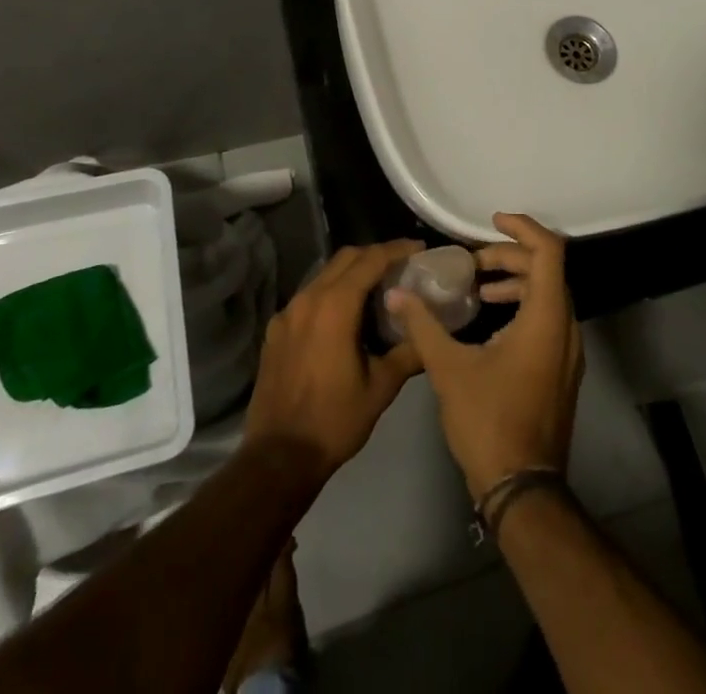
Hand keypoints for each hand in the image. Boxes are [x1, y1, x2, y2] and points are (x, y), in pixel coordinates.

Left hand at [244, 240, 425, 479]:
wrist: (278, 457)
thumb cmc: (334, 420)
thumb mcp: (381, 387)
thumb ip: (408, 351)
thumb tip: (430, 332)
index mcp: (336, 306)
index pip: (370, 260)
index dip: (397, 249)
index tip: (418, 248)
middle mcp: (309, 298)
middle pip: (345, 258)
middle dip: (375, 255)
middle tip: (401, 265)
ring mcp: (288, 313)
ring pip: (324, 274)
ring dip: (351, 272)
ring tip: (376, 287)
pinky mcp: (275, 330)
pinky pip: (308, 296)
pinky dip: (330, 292)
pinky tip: (343, 315)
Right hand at [385, 214, 583, 498]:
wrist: (523, 489)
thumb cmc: (489, 422)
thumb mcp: (449, 369)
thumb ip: (423, 325)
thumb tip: (396, 294)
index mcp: (546, 318)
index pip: (549, 251)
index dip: (522, 228)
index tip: (490, 222)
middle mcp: (566, 327)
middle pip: (547, 269)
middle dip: (509, 257)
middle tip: (472, 263)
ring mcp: (568, 351)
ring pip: (549, 295)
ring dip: (516, 281)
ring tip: (477, 288)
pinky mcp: (562, 370)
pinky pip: (548, 318)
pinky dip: (523, 305)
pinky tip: (491, 321)